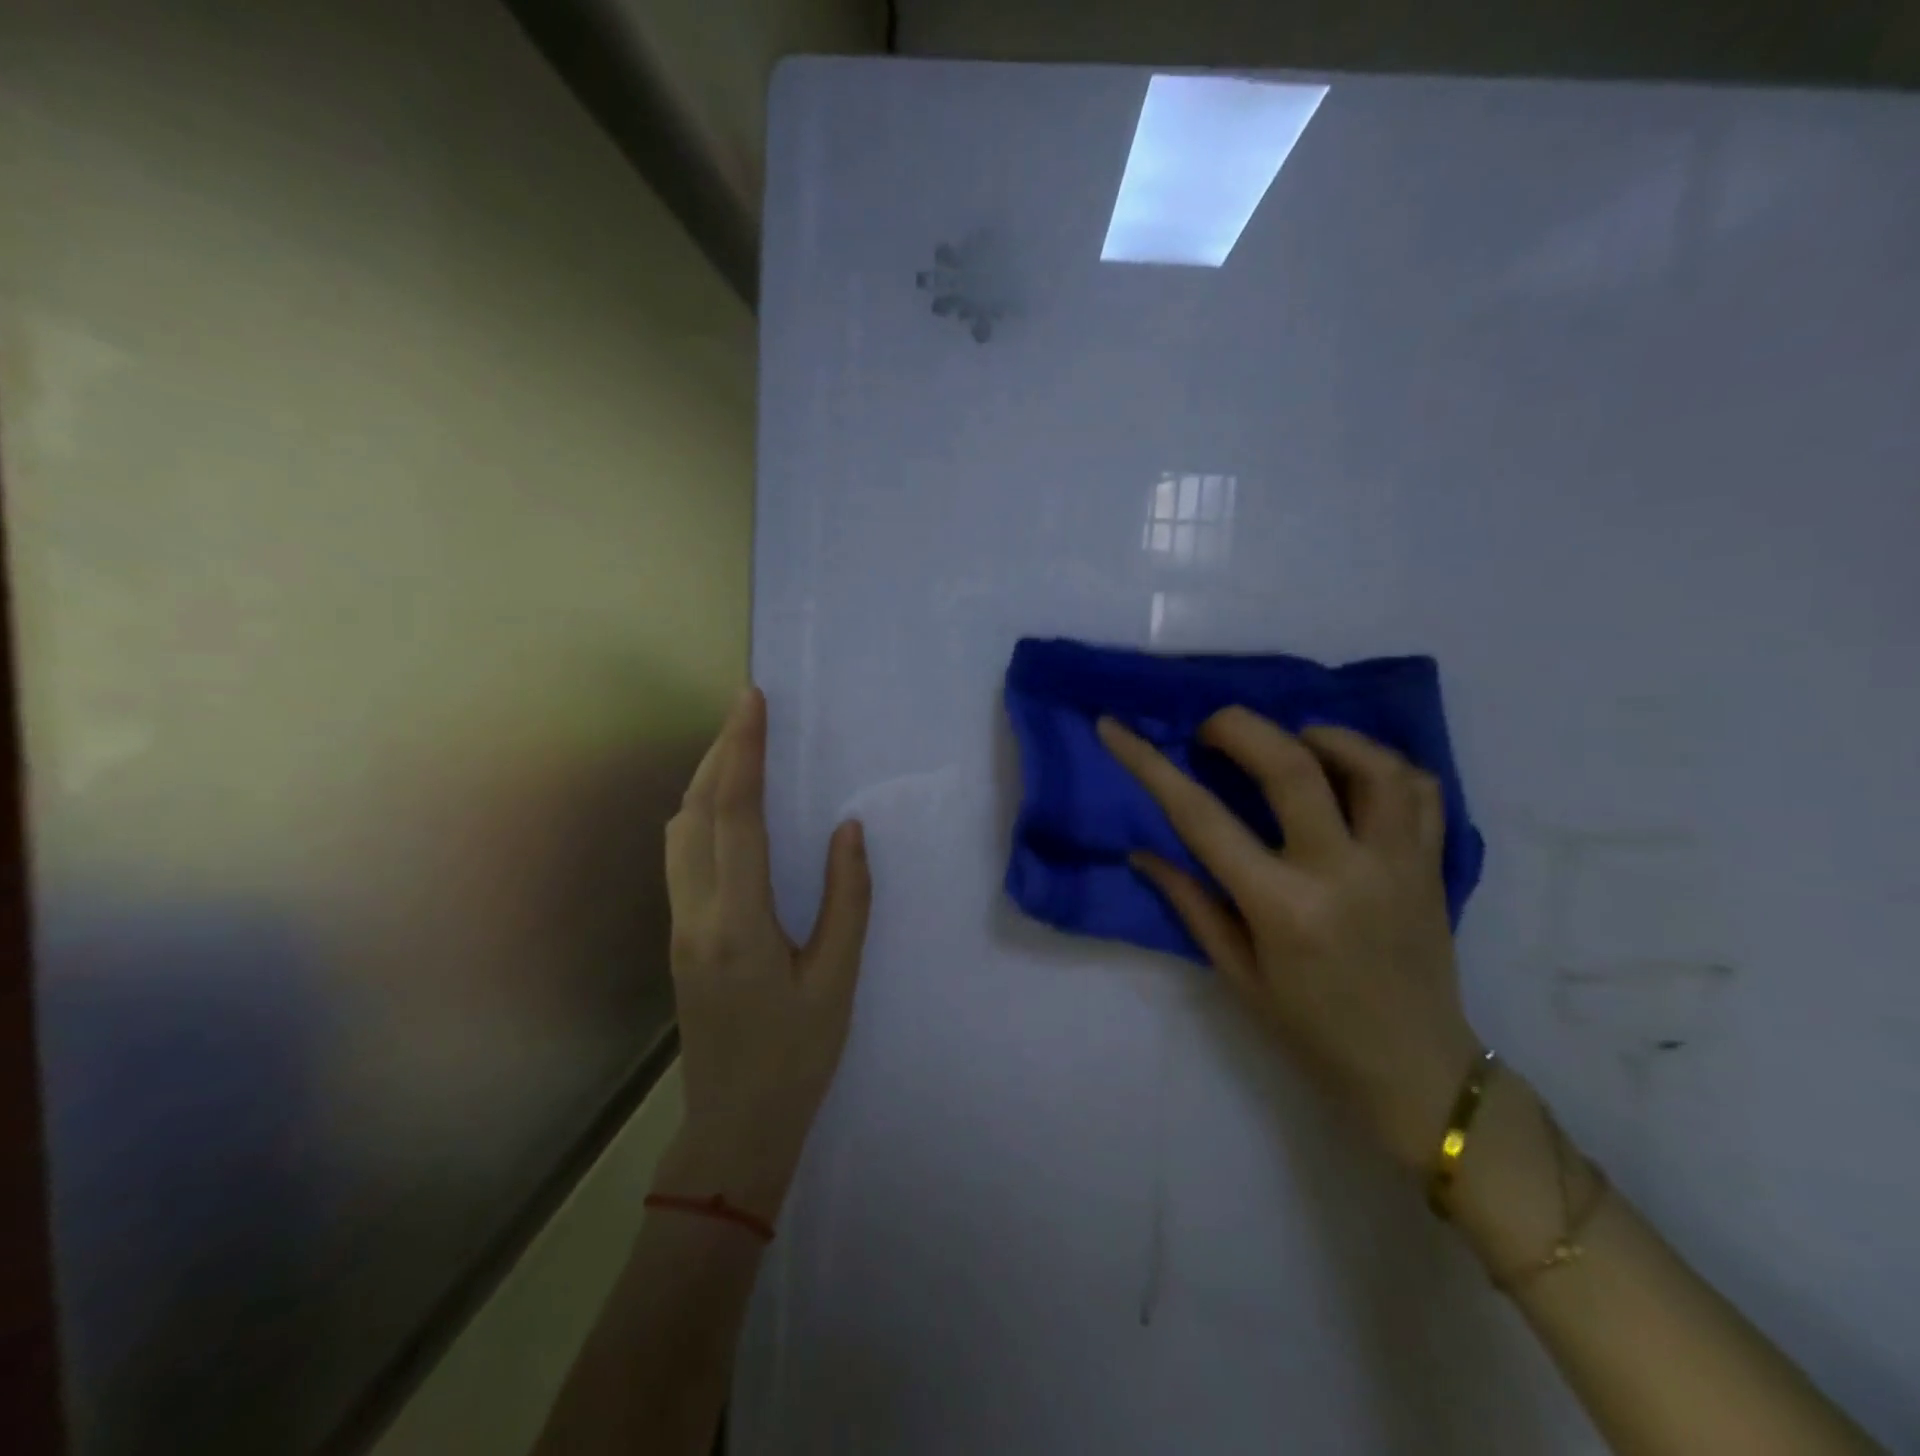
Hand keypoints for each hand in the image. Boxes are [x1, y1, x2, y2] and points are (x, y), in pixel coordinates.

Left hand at [660, 688, 870, 1217]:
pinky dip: (700, 814)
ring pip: (680, 831)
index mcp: (738, 922)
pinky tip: (725, 810)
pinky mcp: (679, 936)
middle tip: (747, 709)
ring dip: (706, 781)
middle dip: (720, 752)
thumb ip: (846, 899)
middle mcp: (695, 914)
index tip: (751, 702)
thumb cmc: (797, 1056)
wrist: (735, 1126)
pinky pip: (681, 855)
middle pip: (697, 811)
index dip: (744, 752)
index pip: (736, 816)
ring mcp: (679, 925)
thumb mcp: (837, 980)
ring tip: (740, 749)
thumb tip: (847, 829)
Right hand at [1099, 709, 1478, 1169]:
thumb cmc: (1311, 1030)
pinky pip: (1421, 789)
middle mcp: (1342, 872)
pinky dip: (1381, 763)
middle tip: (1211, 730)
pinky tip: (1350, 771)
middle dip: (1238, 726)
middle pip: (1291, 765)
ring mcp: (1397, 863)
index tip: (1115, 728)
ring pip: (1370, 763)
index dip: (1148, 763)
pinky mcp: (1433, 864)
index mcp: (1281, 907)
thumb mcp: (1237, 974)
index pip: (1200, 817)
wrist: (1415, 1073)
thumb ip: (1190, 902)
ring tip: (1290, 743)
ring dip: (1320, 736)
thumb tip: (1143, 850)